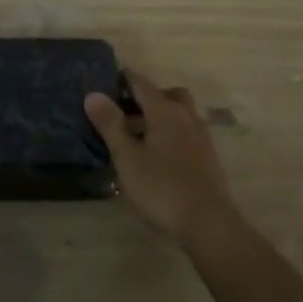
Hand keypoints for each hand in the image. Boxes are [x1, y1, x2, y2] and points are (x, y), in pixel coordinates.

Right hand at [85, 71, 238, 247]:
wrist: (208, 223)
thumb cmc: (162, 187)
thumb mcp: (127, 157)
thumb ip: (111, 125)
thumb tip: (93, 94)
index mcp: (164, 111)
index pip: (141, 83)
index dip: (124, 78)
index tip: (107, 80)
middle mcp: (186, 116)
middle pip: (167, 94)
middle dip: (147, 96)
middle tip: (126, 109)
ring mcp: (201, 136)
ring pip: (181, 112)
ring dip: (162, 114)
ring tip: (140, 133)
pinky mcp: (208, 156)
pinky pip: (188, 131)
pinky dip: (173, 132)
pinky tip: (160, 154)